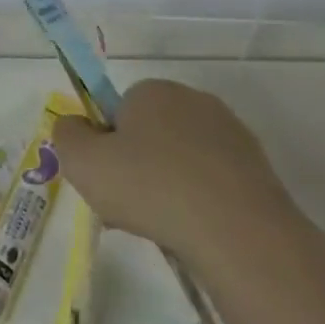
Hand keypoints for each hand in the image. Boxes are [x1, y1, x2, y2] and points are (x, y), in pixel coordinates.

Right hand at [53, 80, 324, 310]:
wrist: (238, 233)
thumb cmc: (150, 187)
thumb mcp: (81, 161)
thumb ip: (66, 135)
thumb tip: (74, 124)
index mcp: (153, 90)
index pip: (118, 109)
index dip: (106, 143)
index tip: (104, 177)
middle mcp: (195, 101)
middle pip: (150, 133)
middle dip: (135, 165)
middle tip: (125, 204)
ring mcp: (232, 134)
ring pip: (181, 159)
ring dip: (166, 185)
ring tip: (158, 225)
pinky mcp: (257, 169)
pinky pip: (211, 181)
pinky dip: (198, 201)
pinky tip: (192, 229)